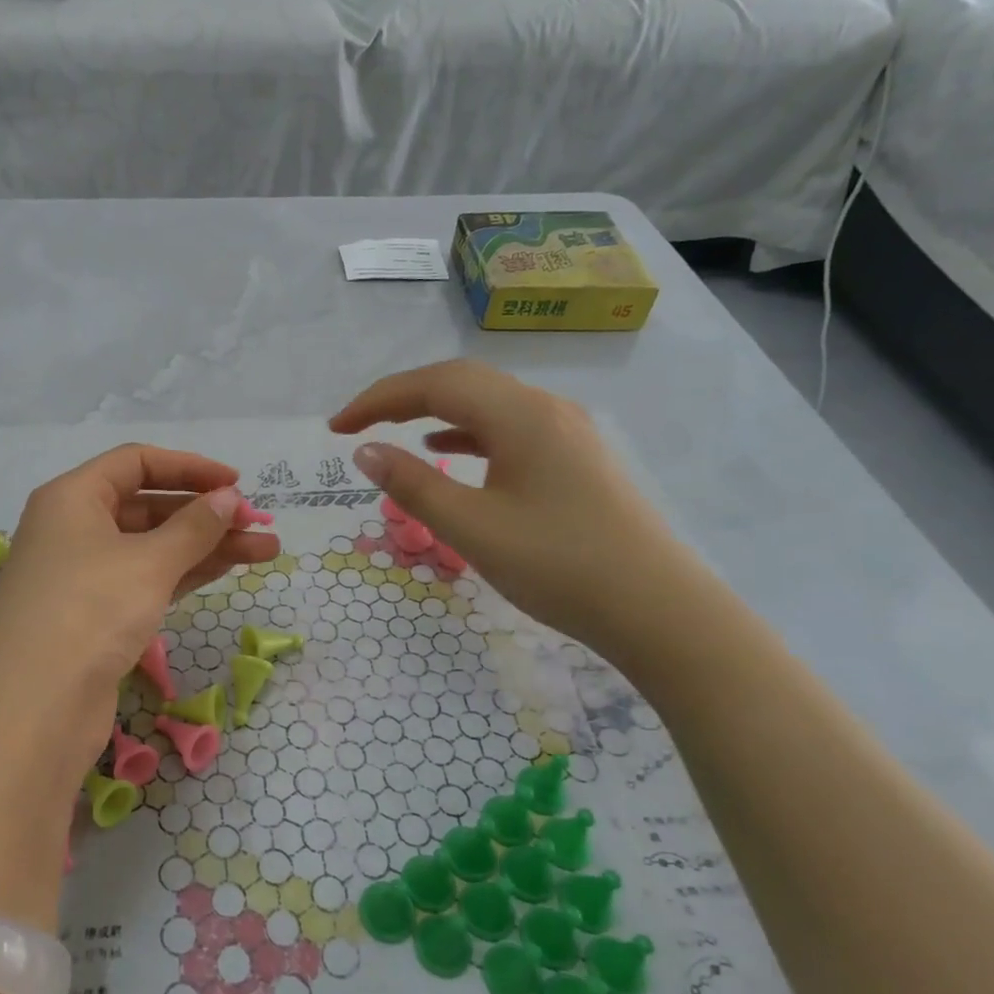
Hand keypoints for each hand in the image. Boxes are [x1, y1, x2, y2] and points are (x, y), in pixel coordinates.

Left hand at [0, 445, 280, 774]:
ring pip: (153, 547)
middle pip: (147, 505)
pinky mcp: (97, 616)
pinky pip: (147, 580)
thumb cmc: (90, 610)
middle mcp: (74, 529)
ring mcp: (84, 575)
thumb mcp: (148, 561)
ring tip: (265, 549)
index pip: (136, 462)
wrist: (34, 707)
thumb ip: (194, 527)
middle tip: (257, 523)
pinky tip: (228, 570)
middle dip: (205, 513)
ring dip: (206, 546)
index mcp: (72, 498)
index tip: (236, 482)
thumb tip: (228, 498)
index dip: (189, 467)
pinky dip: (185, 574)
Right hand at [330, 360, 694, 654]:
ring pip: (487, 405)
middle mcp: (545, 409)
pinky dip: (467, 435)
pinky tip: (448, 454)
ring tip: (394, 435)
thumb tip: (366, 451)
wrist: (658, 611)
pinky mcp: (575, 459)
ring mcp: (566, 432)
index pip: (434, 384)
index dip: (378, 400)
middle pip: (462, 383)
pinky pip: (508, 429)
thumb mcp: (473, 529)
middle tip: (358, 426)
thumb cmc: (559, 566)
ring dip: (434, 413)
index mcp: (521, 415)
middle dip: (402, 399)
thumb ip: (413, 486)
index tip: (335, 428)